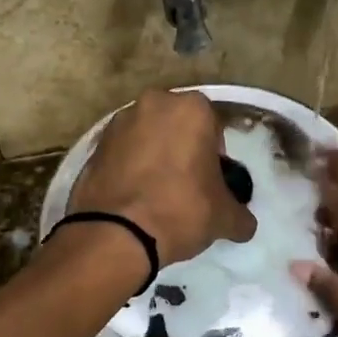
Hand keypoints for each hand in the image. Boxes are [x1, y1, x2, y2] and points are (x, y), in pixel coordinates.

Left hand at [67, 89, 256, 266]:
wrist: (116, 233)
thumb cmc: (181, 210)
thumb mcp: (225, 217)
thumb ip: (240, 214)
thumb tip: (243, 224)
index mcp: (191, 108)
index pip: (213, 127)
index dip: (215, 157)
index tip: (211, 182)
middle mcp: (153, 103)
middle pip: (177, 126)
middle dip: (183, 149)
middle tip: (186, 186)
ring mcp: (118, 122)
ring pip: (147, 137)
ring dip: (154, 156)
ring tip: (157, 194)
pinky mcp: (94, 145)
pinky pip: (122, 153)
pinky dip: (129, 168)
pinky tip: (134, 198)